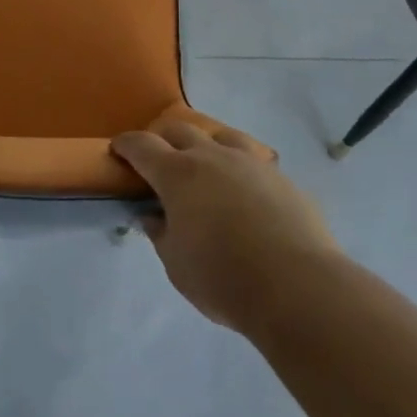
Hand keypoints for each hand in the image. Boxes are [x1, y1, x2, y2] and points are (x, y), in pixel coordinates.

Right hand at [112, 121, 340, 331]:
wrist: (298, 286)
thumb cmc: (223, 278)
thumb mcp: (176, 265)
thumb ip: (160, 234)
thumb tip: (152, 216)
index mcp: (178, 174)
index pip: (142, 146)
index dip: (126, 145)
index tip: (117, 149)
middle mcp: (212, 157)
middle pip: (180, 130)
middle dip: (163, 139)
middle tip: (158, 160)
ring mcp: (251, 163)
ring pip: (221, 136)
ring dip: (205, 145)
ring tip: (205, 165)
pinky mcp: (282, 178)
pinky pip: (253, 162)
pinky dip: (239, 169)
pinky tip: (244, 193)